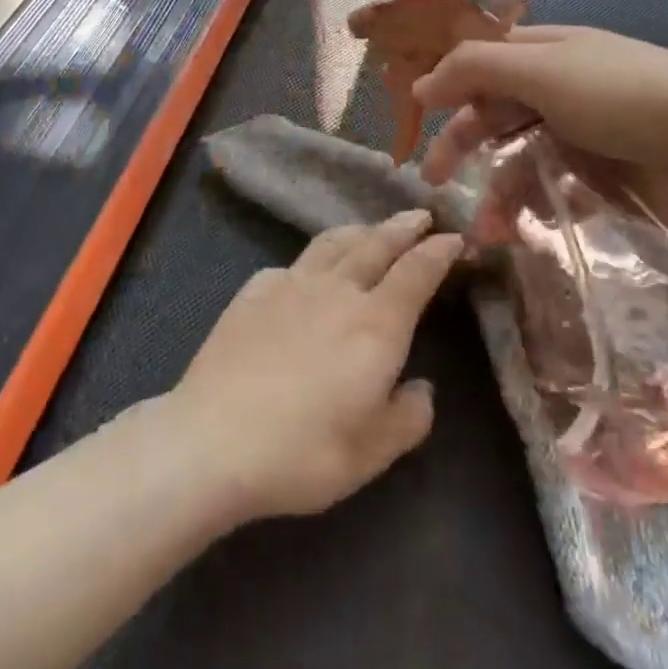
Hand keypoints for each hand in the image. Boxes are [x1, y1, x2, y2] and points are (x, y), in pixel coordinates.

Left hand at [167, 212, 461, 522]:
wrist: (213, 440)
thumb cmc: (302, 452)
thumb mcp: (371, 453)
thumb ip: (408, 418)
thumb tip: (421, 389)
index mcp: (376, 324)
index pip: (416, 273)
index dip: (438, 251)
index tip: (454, 238)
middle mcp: (338, 291)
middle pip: (377, 244)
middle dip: (403, 227)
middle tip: (420, 215)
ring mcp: (291, 284)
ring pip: (334, 243)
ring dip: (360, 231)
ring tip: (371, 229)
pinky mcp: (254, 291)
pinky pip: (293, 264)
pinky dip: (313, 259)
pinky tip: (308, 272)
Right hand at [412, 26, 667, 228]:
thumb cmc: (626, 95)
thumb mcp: (544, 69)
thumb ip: (476, 69)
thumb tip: (421, 86)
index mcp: (545, 53)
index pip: (481, 63)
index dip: (447, 85)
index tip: (417, 118)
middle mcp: (557, 90)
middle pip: (493, 114)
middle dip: (461, 145)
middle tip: (434, 180)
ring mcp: (579, 137)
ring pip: (518, 161)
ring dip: (496, 193)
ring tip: (485, 232)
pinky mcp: (600, 180)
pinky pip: (551, 193)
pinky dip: (531, 211)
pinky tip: (519, 233)